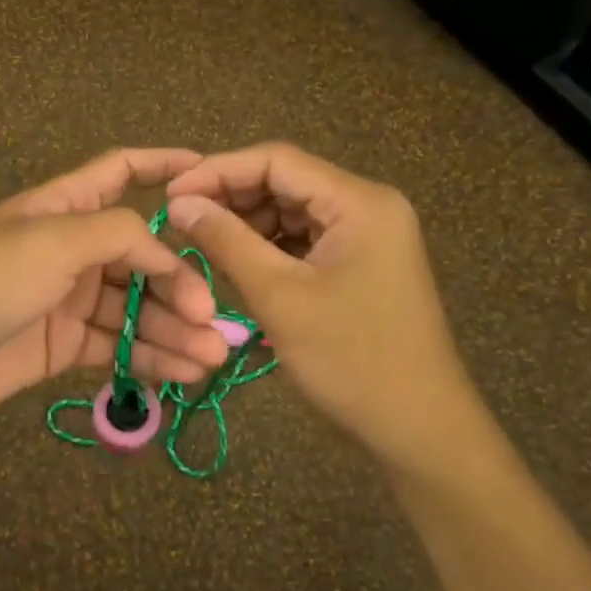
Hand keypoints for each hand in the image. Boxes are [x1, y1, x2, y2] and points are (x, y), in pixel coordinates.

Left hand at [0, 148, 230, 421]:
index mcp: (64, 207)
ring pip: (135, 307)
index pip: (122, 173)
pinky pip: (117, 345)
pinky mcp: (62, 345)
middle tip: (212, 318)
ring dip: (174, 329)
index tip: (212, 176)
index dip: (165, 167)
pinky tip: (184, 372)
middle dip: (181, 282)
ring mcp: (67, 299)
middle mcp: (71, 249)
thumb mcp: (53, 240)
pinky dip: (150, 357)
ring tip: (212, 357)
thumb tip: (169, 254)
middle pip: (142, 254)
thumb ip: (119, 235)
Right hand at [165, 143, 479, 469]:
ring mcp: (368, 236)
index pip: (277, 161)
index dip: (217, 172)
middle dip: (230, 200)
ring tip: (202, 247)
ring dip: (246, 226)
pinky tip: (237, 266)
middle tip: (179, 223)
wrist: (420, 429)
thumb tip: (178, 203)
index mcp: (358, 202)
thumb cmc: (351, 360)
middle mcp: (367, 207)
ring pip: (292, 213)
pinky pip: (305, 241)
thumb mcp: (279, 297)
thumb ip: (226, 241)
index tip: (170, 195)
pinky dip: (269, 249)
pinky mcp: (362, 264)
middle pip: (285, 183)